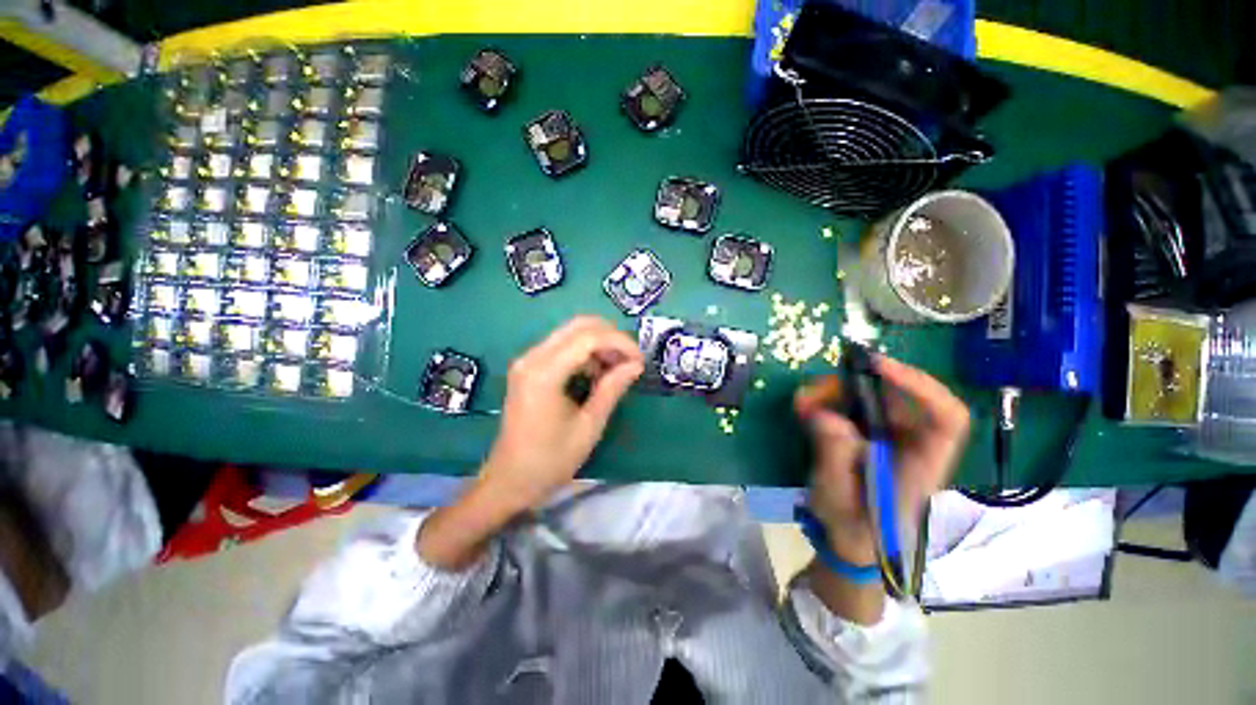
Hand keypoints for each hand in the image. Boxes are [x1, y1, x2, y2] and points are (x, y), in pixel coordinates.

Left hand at [480, 316, 643, 511]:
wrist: (509, 480)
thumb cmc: (551, 460)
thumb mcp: (589, 426)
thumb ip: (612, 389)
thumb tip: (635, 364)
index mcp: (545, 373)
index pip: (589, 337)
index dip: (620, 343)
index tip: (640, 360)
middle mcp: (532, 357)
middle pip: (579, 326)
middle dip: (611, 337)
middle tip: (631, 359)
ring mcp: (527, 360)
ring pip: (571, 333)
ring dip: (599, 343)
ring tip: (617, 368)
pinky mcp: (528, 368)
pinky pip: (562, 346)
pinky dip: (585, 352)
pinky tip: (597, 373)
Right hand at [794, 356, 969, 565]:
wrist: (852, 543)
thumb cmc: (852, 529)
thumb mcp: (837, 497)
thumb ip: (834, 456)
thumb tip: (825, 414)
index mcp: (922, 464)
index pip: (946, 418)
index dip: (919, 385)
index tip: (876, 367)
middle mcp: (912, 444)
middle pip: (899, 396)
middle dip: (855, 384)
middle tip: (815, 390)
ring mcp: (889, 438)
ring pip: (872, 397)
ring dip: (835, 392)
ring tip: (802, 401)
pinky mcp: (867, 435)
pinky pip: (851, 407)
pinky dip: (826, 401)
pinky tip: (804, 407)